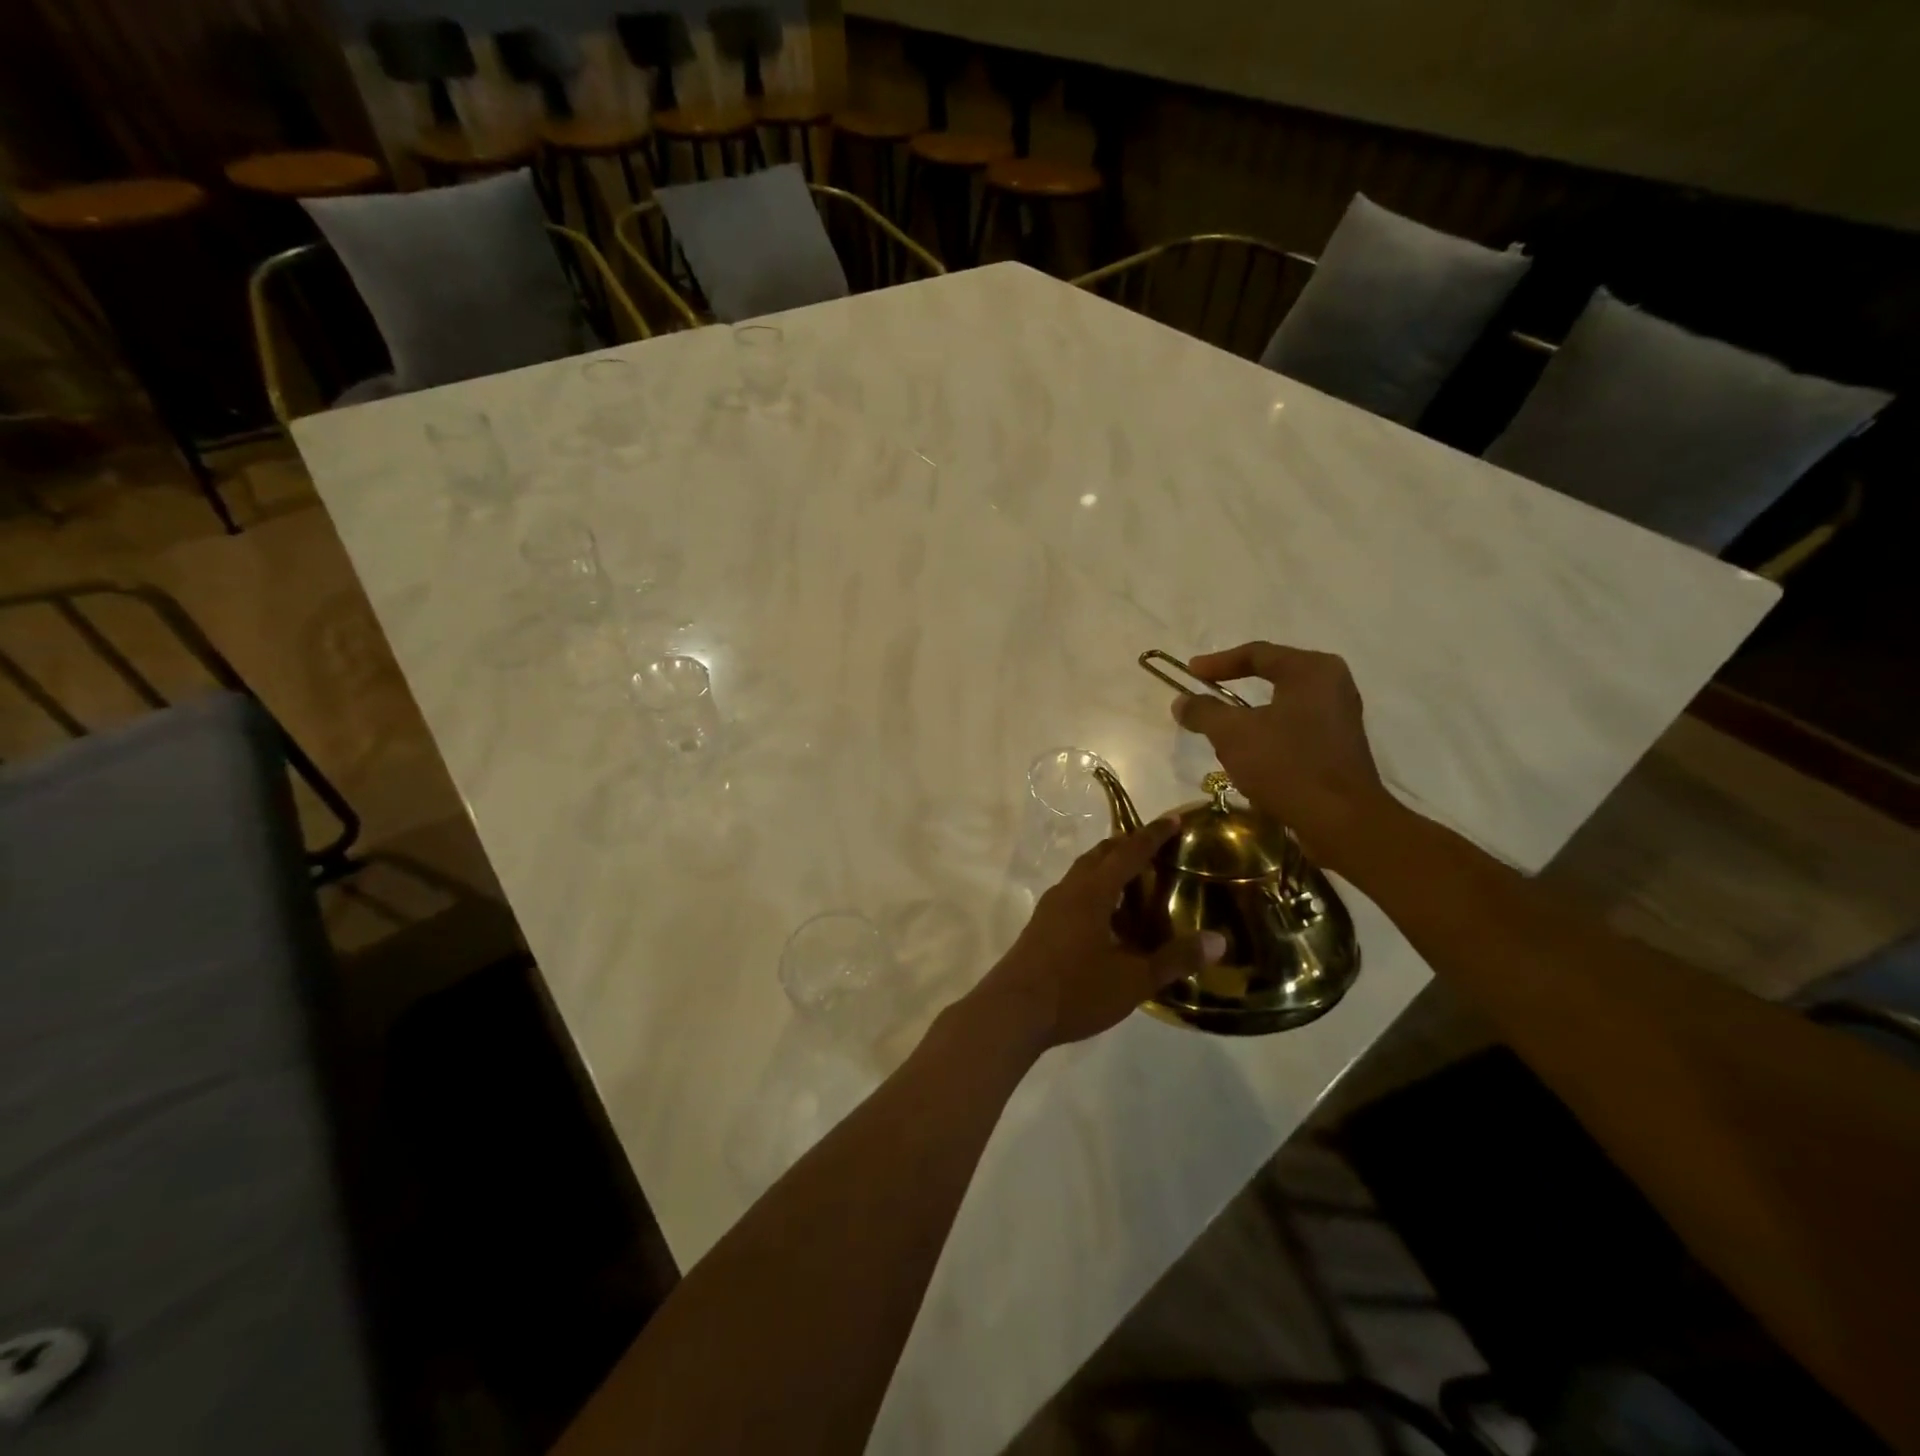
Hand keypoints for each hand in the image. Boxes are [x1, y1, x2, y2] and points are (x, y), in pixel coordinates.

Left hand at [968, 819, 1225, 1049]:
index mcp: (1093, 893)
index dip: (1152, 835)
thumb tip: (1219, 940)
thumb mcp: (1133, 980)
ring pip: (1082, 873)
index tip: (1173, 820)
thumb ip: (1175, 959)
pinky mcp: (1040, 925)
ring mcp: (1050, 907)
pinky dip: (1093, 889)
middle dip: (1127, 845)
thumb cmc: (1075, 990)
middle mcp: (1069, 890)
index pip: (1128, 853)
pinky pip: (1072, 892)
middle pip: (1100, 855)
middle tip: (1155, 848)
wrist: (1013, 1011)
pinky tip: (1104, 916)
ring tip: (1133, 879)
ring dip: (1107, 867)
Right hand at [1171, 642, 1396, 871]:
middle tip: (1206, 693)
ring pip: (1283, 704)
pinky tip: (1251, 752)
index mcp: (1311, 670)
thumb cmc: (1286, 765)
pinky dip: (1269, 732)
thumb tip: (1182, 701)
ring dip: (1250, 714)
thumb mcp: (1232, 734)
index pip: (1257, 653)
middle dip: (1235, 685)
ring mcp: (1340, 716)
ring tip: (1222, 726)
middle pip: (1273, 675)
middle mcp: (1332, 684)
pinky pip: (1295, 727)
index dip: (1217, 662)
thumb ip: (1204, 711)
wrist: (1341, 820)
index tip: (1190, 673)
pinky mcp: (1339, 746)